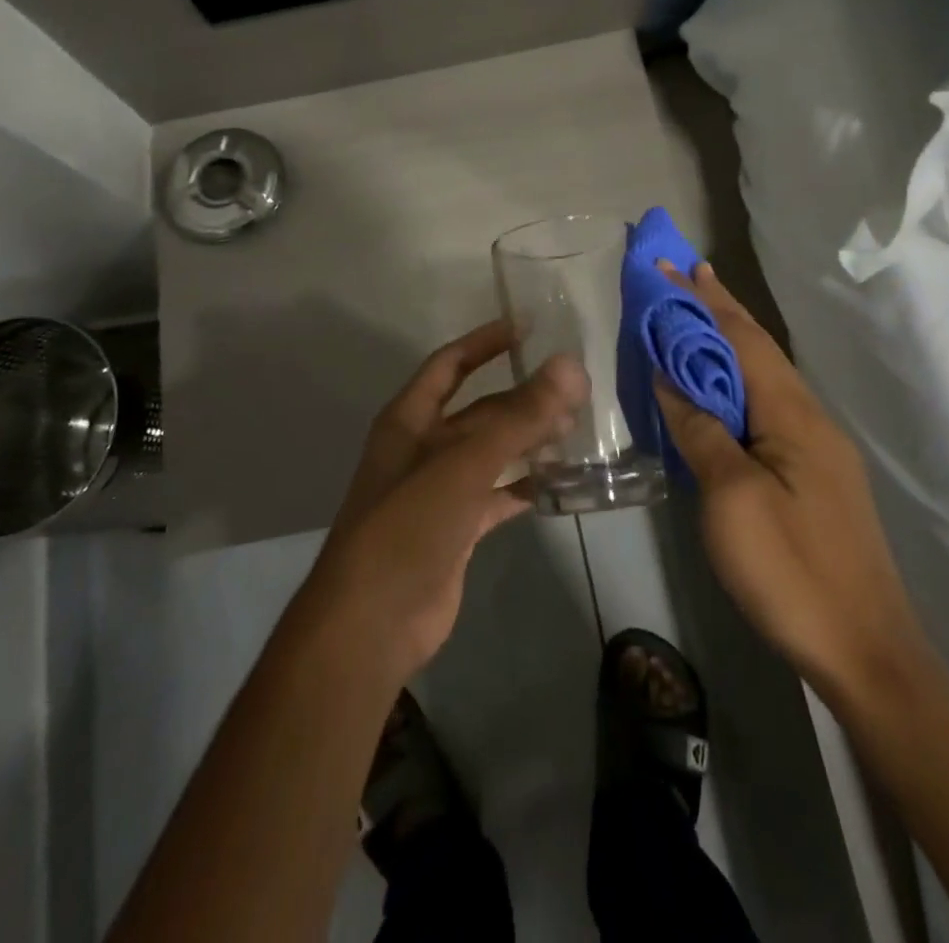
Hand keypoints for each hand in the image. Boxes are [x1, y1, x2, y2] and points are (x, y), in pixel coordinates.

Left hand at [289, 320, 587, 687]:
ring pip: (491, 453)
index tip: (527, 327)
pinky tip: (558, 481)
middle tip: (573, 388)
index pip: (450, 365)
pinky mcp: (456, 529)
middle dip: (521, 398)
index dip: (484, 342)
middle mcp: (422, 448)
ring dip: (527, 440)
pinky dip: (524, 486)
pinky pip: (496, 495)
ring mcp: (439, 490)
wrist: (372, 621)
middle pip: (478, 410)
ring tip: (575, 428)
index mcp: (409, 420)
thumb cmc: (408, 525)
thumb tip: (570, 365)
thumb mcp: (464, 464)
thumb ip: (519, 416)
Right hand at [653, 262, 920, 692]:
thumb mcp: (731, 498)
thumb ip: (700, 430)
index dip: (703, 300)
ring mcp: (815, 448)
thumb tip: (671, 377)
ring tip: (693, 320)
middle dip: (718, 309)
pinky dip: (734, 383)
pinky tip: (717, 391)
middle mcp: (809, 417)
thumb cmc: (791, 570)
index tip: (671, 264)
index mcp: (792, 413)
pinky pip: (765, 408)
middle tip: (683, 275)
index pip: (741, 338)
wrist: (865, 651)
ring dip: (727, 343)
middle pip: (757, 349)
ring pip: (763, 378)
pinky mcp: (812, 475)